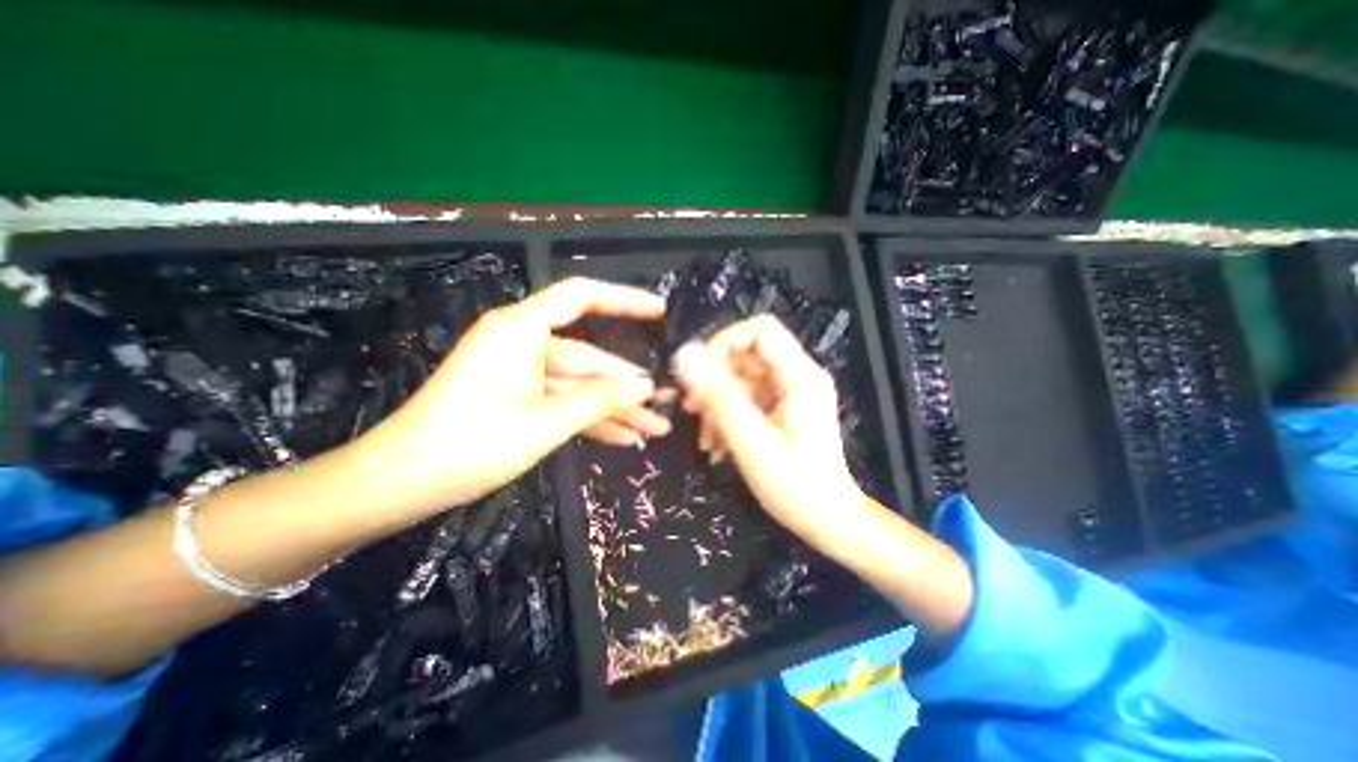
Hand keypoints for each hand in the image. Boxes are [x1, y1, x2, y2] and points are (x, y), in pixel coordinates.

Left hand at [352, 278, 666, 514]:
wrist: (396, 485)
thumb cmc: (466, 446)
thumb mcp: (543, 424)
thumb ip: (598, 400)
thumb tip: (646, 386)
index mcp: (520, 331)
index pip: (580, 297)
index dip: (623, 299)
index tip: (659, 311)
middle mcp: (522, 343)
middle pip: (588, 357)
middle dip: (627, 386)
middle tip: (665, 405)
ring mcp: (520, 372)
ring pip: (579, 385)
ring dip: (614, 408)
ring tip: (653, 430)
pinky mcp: (517, 397)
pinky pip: (562, 401)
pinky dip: (589, 419)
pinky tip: (622, 438)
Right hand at [669, 316, 857, 541]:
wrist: (828, 520)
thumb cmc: (795, 486)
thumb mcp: (751, 441)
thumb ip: (718, 396)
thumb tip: (686, 355)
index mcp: (800, 377)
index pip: (760, 330)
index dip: (725, 343)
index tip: (700, 373)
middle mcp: (798, 376)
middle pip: (747, 355)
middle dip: (715, 380)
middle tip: (692, 410)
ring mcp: (791, 393)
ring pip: (742, 379)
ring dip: (718, 403)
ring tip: (705, 438)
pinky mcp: (783, 408)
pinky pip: (748, 399)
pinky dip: (728, 416)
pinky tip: (717, 444)